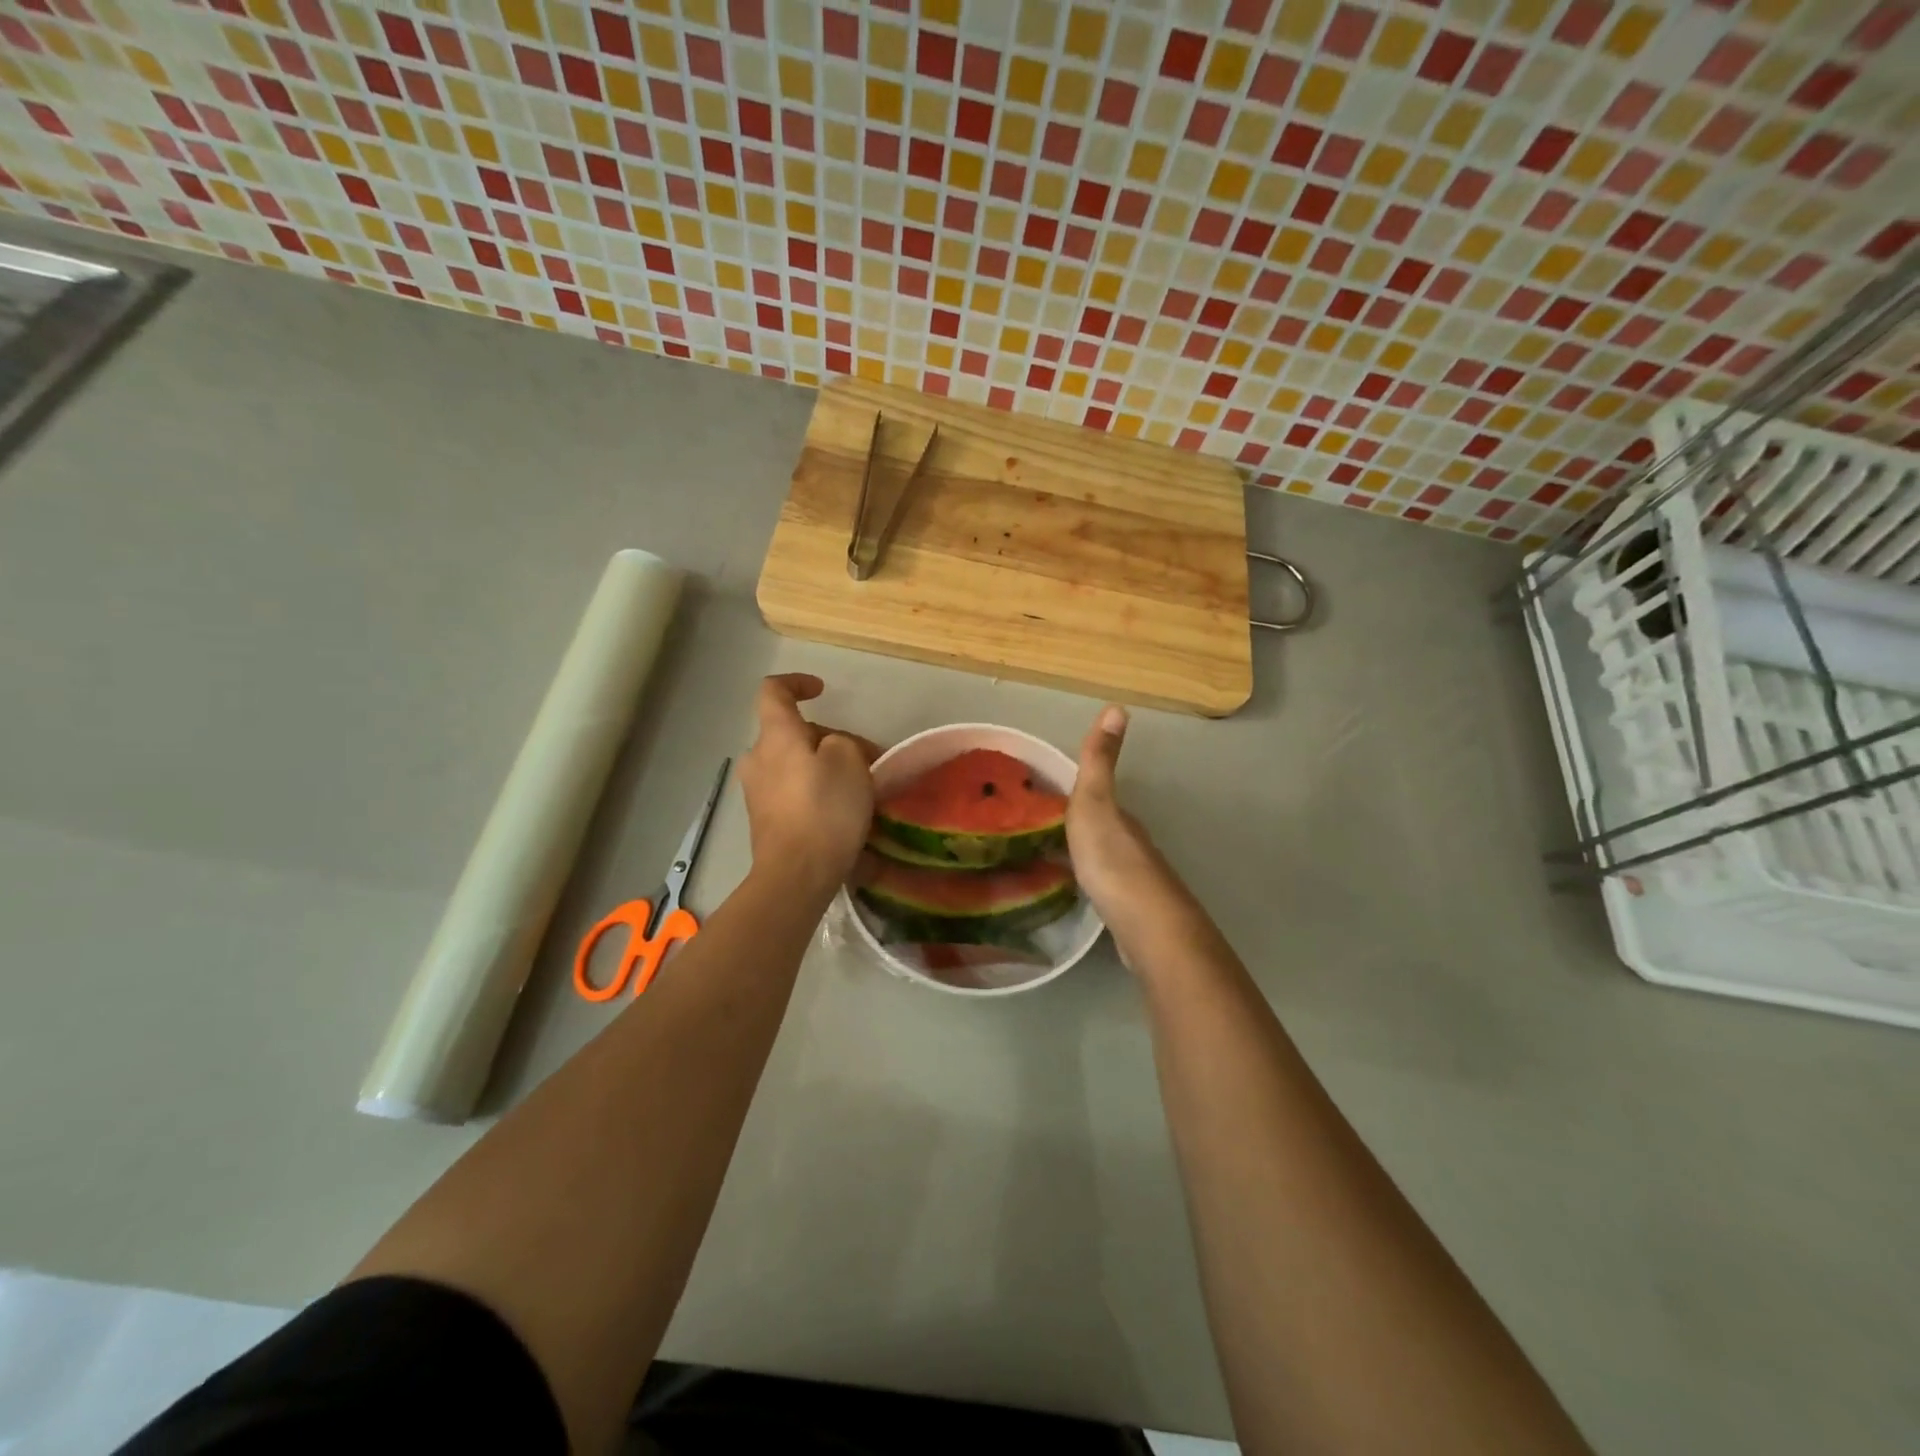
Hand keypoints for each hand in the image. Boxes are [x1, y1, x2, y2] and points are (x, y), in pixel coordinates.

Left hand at [740, 674, 878, 894]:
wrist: (796, 875)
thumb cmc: (824, 809)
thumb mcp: (849, 760)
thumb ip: (843, 742)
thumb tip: (834, 750)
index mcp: (776, 736)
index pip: (774, 691)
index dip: (797, 682)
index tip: (822, 690)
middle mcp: (758, 758)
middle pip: (791, 733)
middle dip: (828, 738)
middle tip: (866, 759)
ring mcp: (757, 792)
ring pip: (793, 764)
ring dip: (823, 767)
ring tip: (858, 788)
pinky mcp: (764, 820)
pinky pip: (791, 792)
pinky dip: (814, 791)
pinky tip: (840, 812)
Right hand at [1067, 705, 1189, 960]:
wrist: (1145, 926)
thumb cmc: (1112, 860)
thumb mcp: (1095, 803)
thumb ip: (1100, 762)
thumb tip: (1118, 706)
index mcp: (1121, 819)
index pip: (1100, 799)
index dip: (1077, 795)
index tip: (1045, 798)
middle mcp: (1133, 846)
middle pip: (1104, 831)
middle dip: (1078, 828)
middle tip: (1037, 831)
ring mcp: (1134, 883)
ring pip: (1105, 862)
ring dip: (1084, 858)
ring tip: (1049, 861)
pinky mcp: (1130, 915)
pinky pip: (1105, 892)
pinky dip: (1090, 886)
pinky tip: (1075, 895)